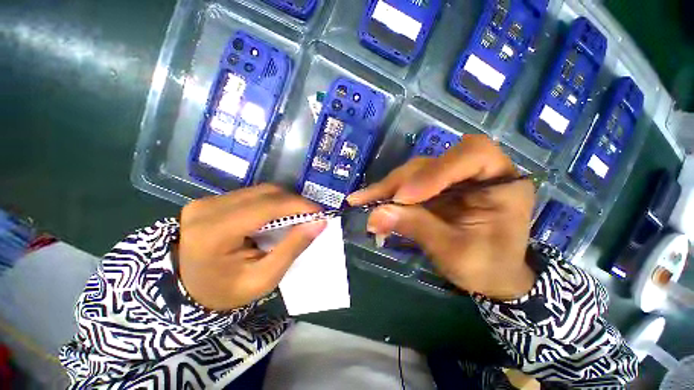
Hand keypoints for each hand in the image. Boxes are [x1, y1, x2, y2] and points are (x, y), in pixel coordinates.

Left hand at [177, 184, 325, 310]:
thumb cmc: (227, 290)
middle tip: (311, 216)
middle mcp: (207, 209)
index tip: (320, 212)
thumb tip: (319, 222)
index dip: (297, 205)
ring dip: (284, 201)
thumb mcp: (264, 278)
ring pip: (260, 190)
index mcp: (215, 233)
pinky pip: (251, 193)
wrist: (189, 289)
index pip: (265, 207)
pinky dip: (271, 201)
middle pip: (264, 193)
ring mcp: (206, 201)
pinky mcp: (211, 200)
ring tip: (297, 216)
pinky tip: (278, 215)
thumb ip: (293, 247)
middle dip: (294, 202)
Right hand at [348, 135, 535, 299]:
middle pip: (433, 163)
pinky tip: (368, 199)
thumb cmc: (486, 266)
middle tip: (371, 201)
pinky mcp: (434, 187)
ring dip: (387, 187)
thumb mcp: (454, 251)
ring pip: (414, 172)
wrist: (490, 276)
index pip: (473, 154)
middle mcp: (475, 172)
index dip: (435, 171)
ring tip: (362, 200)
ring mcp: (451, 178)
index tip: (404, 198)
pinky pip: (407, 183)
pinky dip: (387, 193)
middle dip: (399, 183)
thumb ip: (417, 228)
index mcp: (501, 182)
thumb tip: (375, 215)